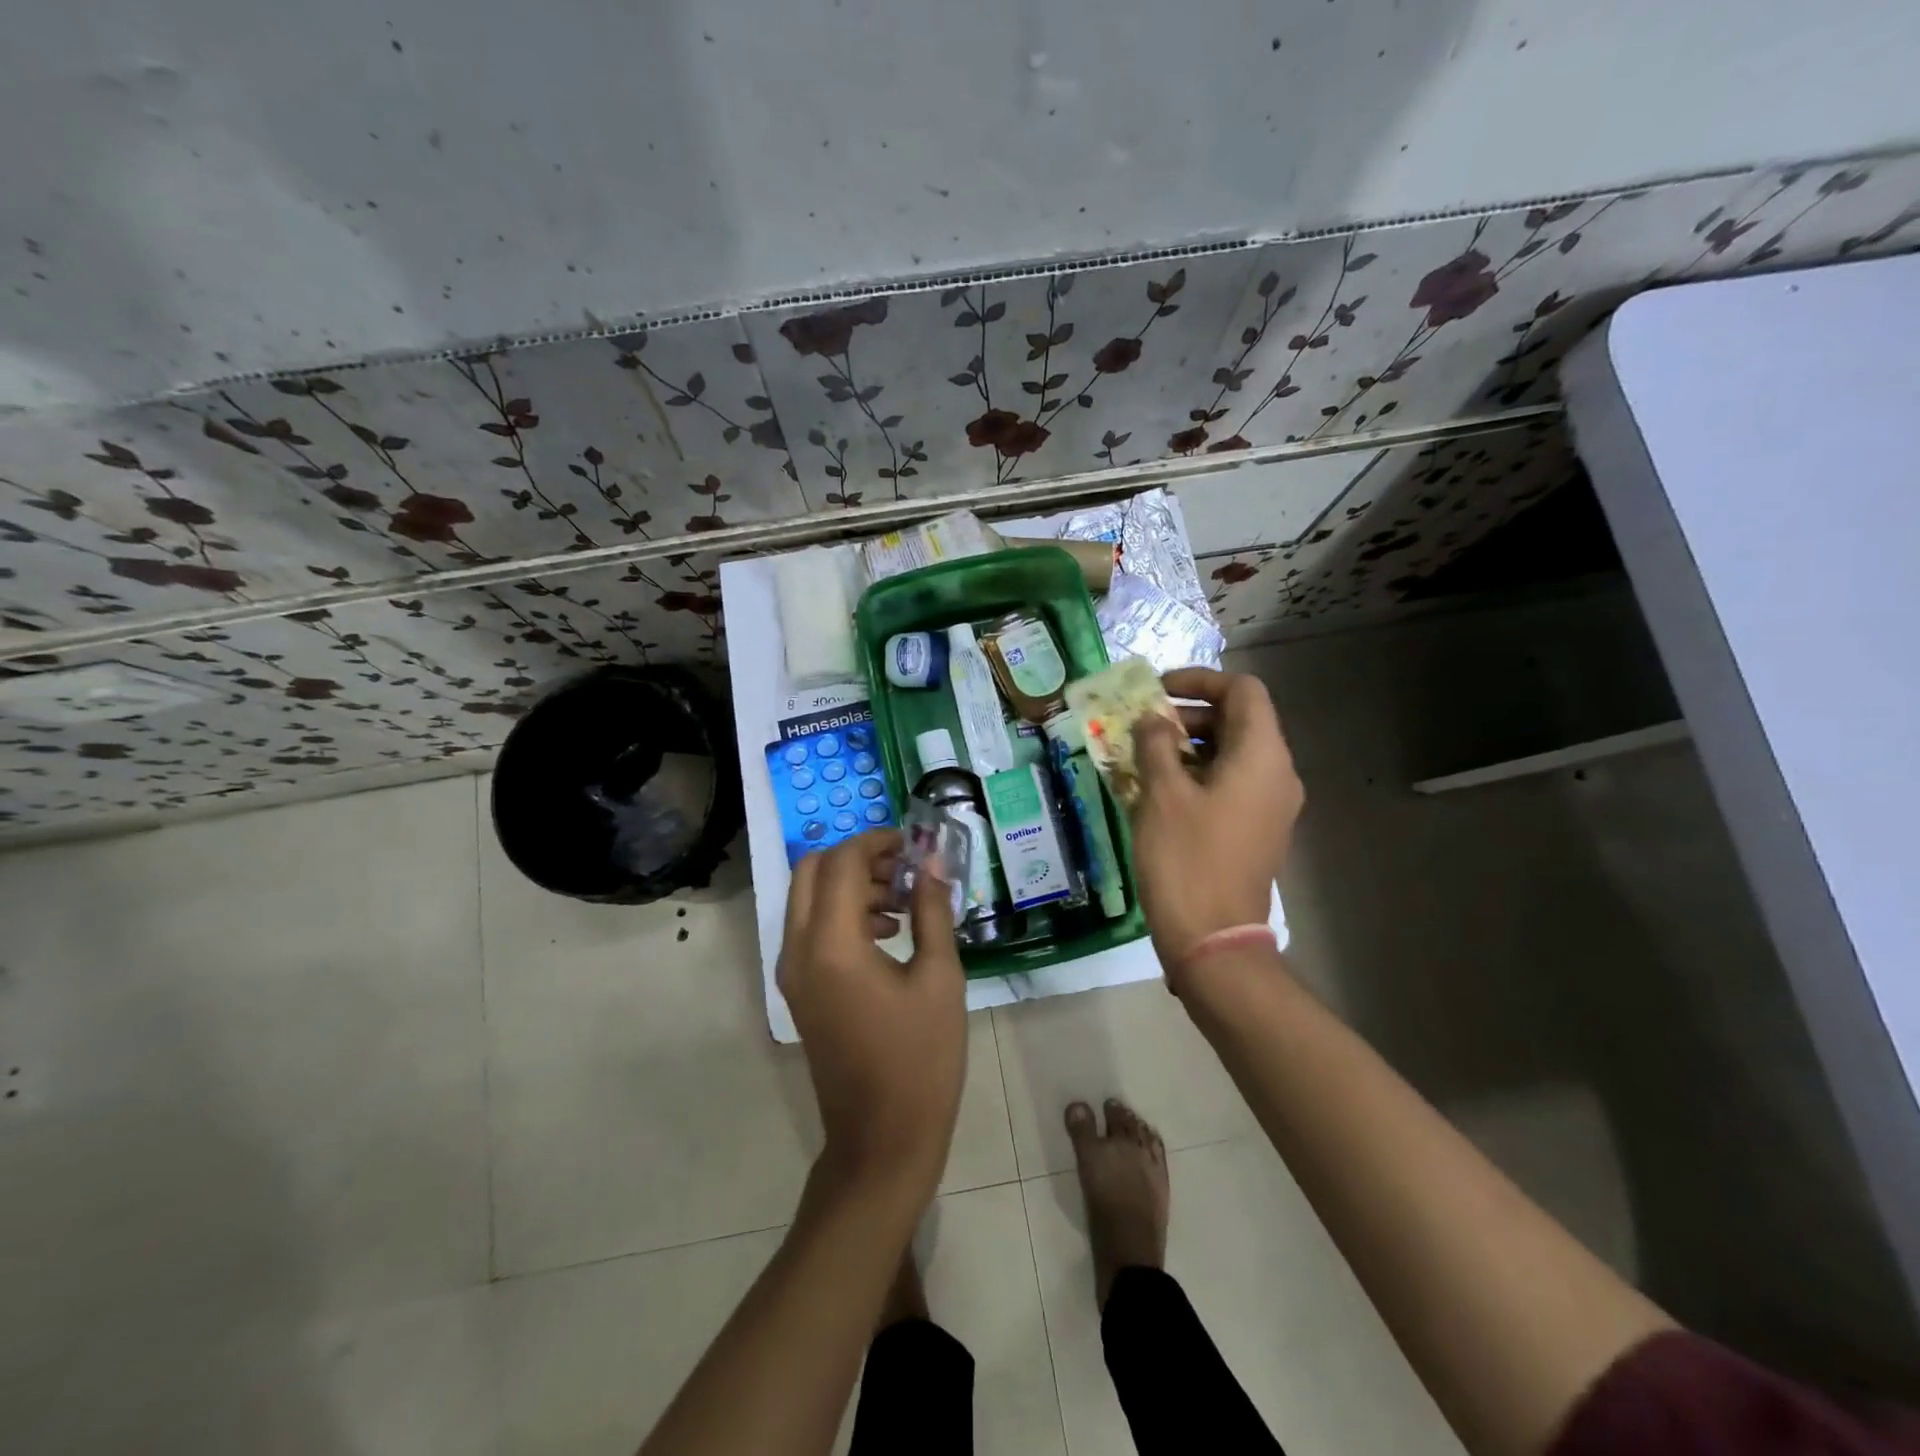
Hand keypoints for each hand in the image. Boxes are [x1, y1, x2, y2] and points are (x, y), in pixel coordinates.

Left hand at [777, 830, 966, 1201]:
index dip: (876, 841)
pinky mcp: (798, 989)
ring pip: (807, 898)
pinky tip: (889, 931)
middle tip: (903, 866)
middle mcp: (798, 950)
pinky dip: (841, 913)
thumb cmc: (921, 1059)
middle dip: (856, 857)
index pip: (841, 863)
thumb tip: (932, 861)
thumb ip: (932, 911)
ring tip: (904, 900)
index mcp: (831, 945)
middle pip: (810, 870)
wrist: (881, 1139)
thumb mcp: (940, 978)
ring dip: (849, 884)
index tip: (913, 842)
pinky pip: (810, 928)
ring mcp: (791, 972)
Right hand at [1129, 668, 1302, 982]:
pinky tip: (1160, 788)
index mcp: (1262, 756)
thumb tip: (1153, 720)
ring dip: (1191, 745)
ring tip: (1144, 755)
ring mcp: (1270, 805)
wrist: (1213, 938)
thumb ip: (1156, 745)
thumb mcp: (1162, 794)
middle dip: (1190, 714)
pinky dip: (1199, 773)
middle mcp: (1277, 774)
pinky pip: (1232, 783)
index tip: (1158, 690)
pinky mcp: (1257, 829)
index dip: (1201, 680)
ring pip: (1234, 753)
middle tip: (1144, 724)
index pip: (1243, 691)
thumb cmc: (1186, 858)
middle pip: (1240, 720)